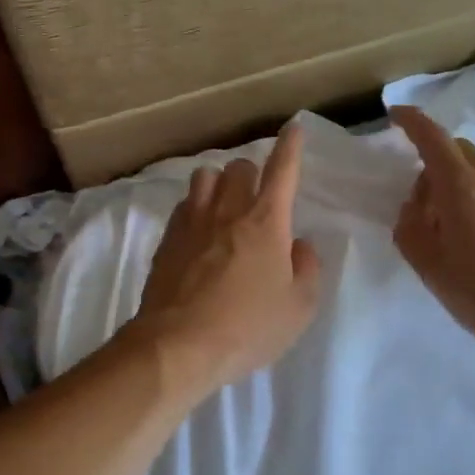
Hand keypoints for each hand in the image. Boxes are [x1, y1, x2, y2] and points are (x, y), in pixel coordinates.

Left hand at [128, 123, 322, 397]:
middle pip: (239, 167)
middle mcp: (228, 211)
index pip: (283, 171)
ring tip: (224, 206)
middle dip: (251, 172)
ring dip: (218, 184)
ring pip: (204, 177)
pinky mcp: (167, 239)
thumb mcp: (299, 307)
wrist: (179, 345)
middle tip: (257, 196)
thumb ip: (307, 268)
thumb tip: (299, 244)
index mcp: (267, 222)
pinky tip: (199, 230)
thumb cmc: (248, 328)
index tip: (294, 128)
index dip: (291, 147)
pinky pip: (184, 205)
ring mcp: (192, 222)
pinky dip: (195, 207)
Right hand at [391, 106, 474, 373]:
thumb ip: (410, 229)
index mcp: (462, 188)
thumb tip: (414, 207)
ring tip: (457, 235)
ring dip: (463, 190)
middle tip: (424, 205)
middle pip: (461, 153)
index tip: (396, 116)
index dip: (412, 123)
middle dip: (436, 164)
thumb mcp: (429, 266)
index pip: (433, 139)